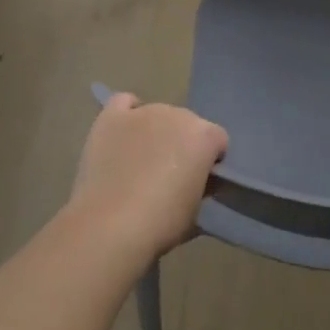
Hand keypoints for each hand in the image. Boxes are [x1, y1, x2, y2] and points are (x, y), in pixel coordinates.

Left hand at [65, 93, 227, 263]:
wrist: (111, 226)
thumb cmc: (162, 222)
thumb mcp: (197, 209)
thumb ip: (202, 185)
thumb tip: (195, 181)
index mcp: (205, 136)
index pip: (218, 141)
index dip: (210, 162)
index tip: (200, 183)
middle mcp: (178, 114)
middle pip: (187, 125)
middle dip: (182, 145)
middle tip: (169, 176)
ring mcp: (143, 113)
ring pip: (157, 116)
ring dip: (155, 133)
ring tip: (140, 163)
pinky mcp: (111, 118)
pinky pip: (123, 103)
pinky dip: (127, 115)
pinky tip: (124, 135)